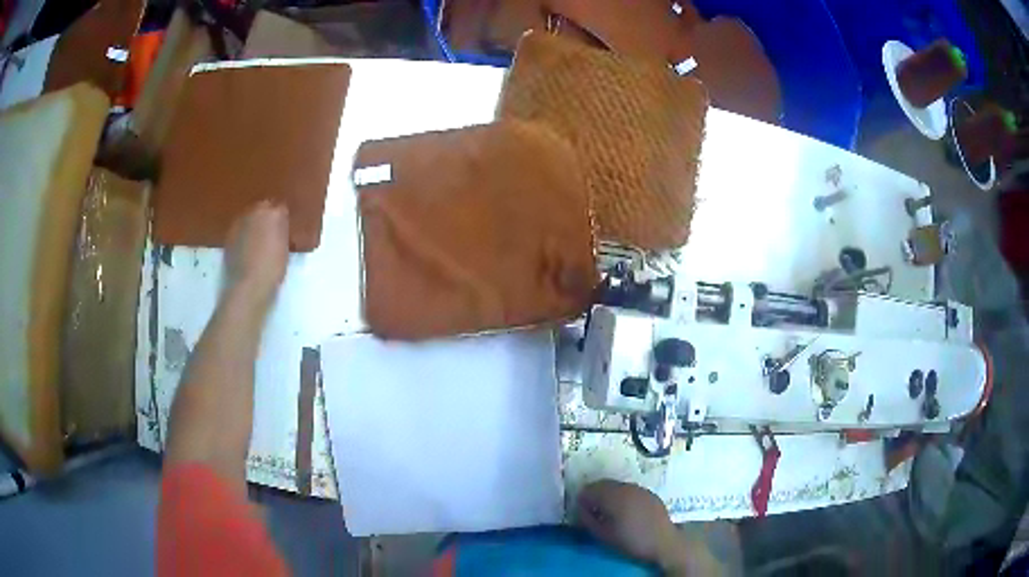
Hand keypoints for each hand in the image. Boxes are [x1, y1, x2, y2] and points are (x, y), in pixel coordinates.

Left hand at [224, 201, 288, 309]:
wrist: (248, 288)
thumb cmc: (273, 269)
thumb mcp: (285, 248)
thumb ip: (282, 231)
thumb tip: (280, 224)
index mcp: (272, 212)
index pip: (280, 207)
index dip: (282, 217)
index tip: (285, 227)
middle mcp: (253, 212)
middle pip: (262, 209)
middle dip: (266, 217)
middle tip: (273, 232)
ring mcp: (238, 223)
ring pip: (249, 219)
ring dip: (254, 225)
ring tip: (259, 241)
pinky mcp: (228, 236)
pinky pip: (240, 231)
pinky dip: (244, 236)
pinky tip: (248, 249)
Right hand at [576, 480, 689, 573]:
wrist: (663, 542)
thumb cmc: (630, 541)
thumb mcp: (603, 535)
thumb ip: (587, 519)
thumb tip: (580, 509)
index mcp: (613, 496)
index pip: (590, 489)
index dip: (582, 499)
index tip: (581, 510)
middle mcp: (626, 487)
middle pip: (603, 484)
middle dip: (594, 494)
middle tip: (592, 510)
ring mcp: (640, 489)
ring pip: (617, 486)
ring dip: (608, 494)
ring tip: (608, 511)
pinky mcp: (649, 493)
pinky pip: (629, 490)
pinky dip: (622, 496)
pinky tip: (624, 510)